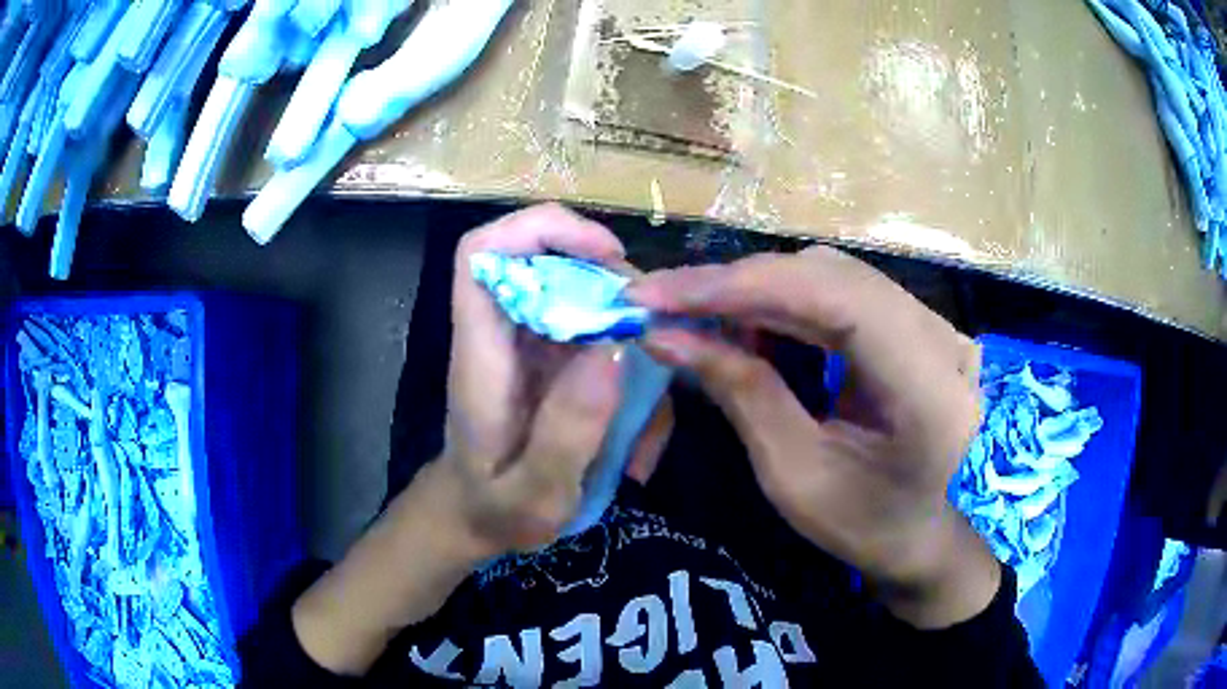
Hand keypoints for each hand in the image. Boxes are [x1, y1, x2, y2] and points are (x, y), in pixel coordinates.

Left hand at [439, 203, 628, 555]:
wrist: (476, 518)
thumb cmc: (496, 511)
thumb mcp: (534, 496)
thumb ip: (568, 433)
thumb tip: (616, 348)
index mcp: (480, 354)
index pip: (483, 253)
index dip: (542, 229)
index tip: (606, 255)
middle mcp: (502, 334)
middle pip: (543, 256)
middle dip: (605, 272)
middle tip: (651, 323)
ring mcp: (529, 342)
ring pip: (579, 288)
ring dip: (625, 317)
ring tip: (655, 379)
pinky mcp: (553, 358)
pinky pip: (596, 327)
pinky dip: (630, 351)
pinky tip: (646, 405)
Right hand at [628, 247, 999, 627]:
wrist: (930, 537)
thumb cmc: (869, 528)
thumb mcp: (797, 478)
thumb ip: (741, 393)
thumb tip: (665, 335)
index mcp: (926, 384)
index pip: (832, 296)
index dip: (741, 285)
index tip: (655, 295)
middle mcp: (937, 335)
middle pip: (827, 274)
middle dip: (738, 284)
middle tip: (661, 304)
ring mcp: (931, 324)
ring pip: (830, 276)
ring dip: (757, 291)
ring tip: (696, 318)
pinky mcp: (915, 325)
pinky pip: (841, 293)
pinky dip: (785, 304)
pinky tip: (748, 326)